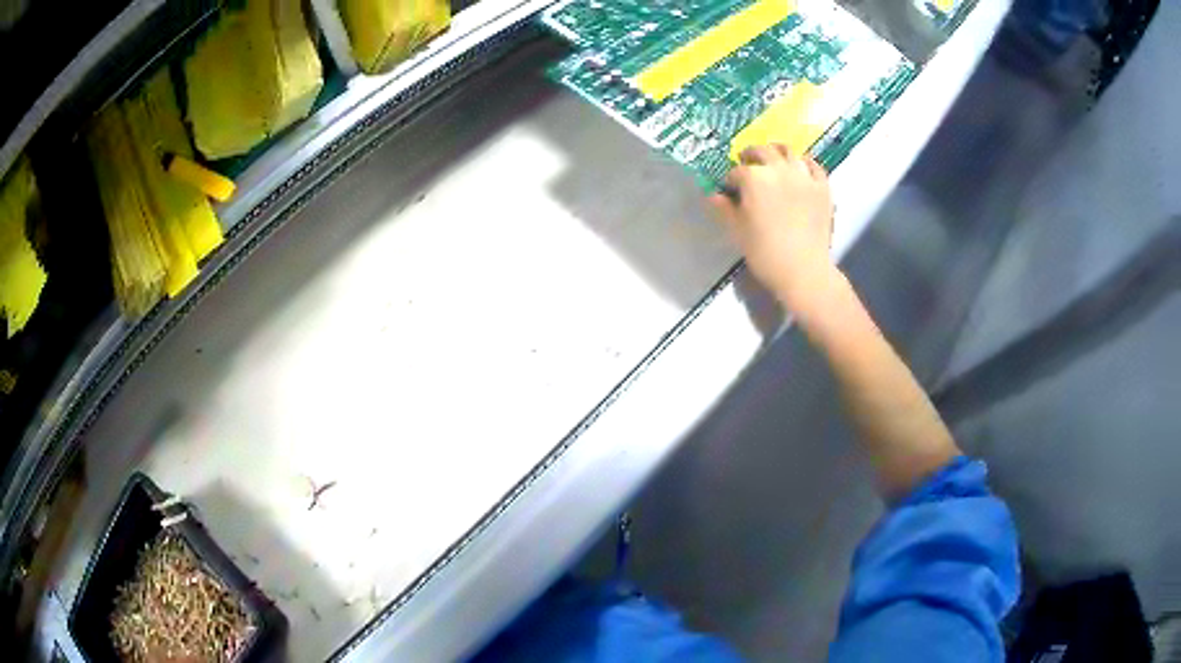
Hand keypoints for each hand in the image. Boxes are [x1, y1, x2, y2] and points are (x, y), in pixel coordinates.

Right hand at [709, 144, 837, 316]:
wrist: (804, 270)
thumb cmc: (765, 253)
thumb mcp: (737, 231)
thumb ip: (724, 209)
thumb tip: (713, 196)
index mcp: (754, 178)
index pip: (736, 172)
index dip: (731, 180)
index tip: (730, 190)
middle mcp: (779, 169)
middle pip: (762, 151)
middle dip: (751, 156)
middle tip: (747, 164)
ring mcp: (804, 176)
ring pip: (789, 151)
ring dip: (777, 152)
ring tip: (773, 161)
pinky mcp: (823, 187)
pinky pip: (814, 165)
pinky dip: (804, 163)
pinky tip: (800, 168)